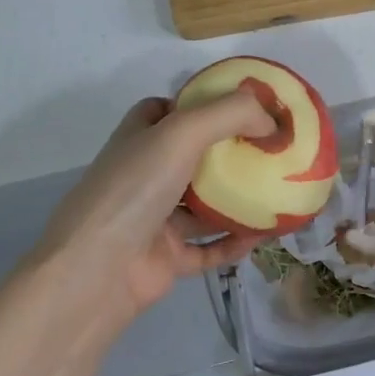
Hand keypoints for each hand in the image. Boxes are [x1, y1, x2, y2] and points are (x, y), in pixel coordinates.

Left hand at [32, 91, 275, 324]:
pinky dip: (234, 241)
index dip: (202, 104)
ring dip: (238, 198)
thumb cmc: (136, 188)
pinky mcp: (167, 257)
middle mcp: (145, 174)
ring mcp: (155, 218)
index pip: (168, 110)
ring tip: (278, 191)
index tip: (243, 107)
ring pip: (204, 204)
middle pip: (193, 155)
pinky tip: (262, 235)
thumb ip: (230, 114)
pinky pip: (208, 247)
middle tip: (273, 149)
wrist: (96, 271)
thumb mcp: (182, 132)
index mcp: (139, 138)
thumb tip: (271, 120)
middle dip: (230, 151)